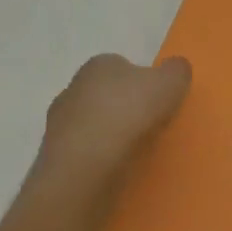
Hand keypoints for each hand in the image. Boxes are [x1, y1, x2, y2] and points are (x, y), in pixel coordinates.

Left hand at [38, 54, 190, 188]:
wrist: (86, 164)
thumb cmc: (130, 112)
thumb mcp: (171, 82)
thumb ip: (177, 70)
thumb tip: (175, 68)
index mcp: (100, 64)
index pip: (123, 65)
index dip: (143, 81)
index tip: (158, 100)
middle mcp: (73, 87)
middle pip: (106, 94)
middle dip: (124, 106)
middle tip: (149, 124)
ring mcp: (58, 122)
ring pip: (92, 123)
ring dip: (109, 132)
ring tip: (134, 150)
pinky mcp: (54, 153)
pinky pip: (84, 149)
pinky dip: (98, 155)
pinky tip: (115, 166)